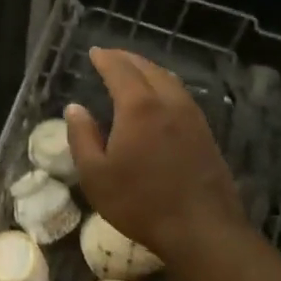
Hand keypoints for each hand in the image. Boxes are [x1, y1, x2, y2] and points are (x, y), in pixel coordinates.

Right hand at [65, 48, 244, 262]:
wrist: (201, 228)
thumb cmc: (139, 202)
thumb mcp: (95, 175)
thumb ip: (82, 137)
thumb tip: (75, 108)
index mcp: (139, 107)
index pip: (120, 70)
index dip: (105, 59)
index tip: (94, 52)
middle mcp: (169, 102)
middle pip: (148, 69)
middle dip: (128, 59)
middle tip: (111, 56)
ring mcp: (192, 117)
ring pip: (169, 80)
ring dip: (149, 70)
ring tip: (134, 72)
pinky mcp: (206, 133)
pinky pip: (182, 96)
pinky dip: (165, 86)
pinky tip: (160, 99)